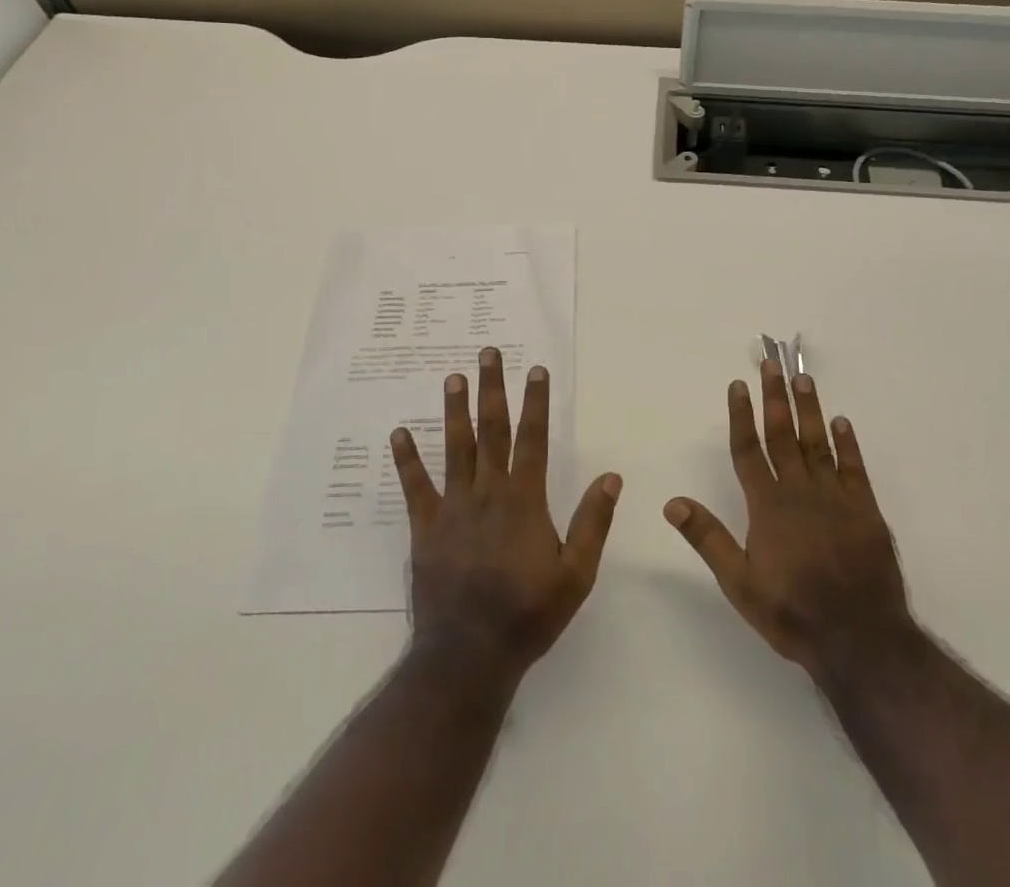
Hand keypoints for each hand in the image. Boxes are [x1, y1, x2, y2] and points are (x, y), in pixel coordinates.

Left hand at [391, 349, 620, 685]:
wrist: (468, 655)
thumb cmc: (528, 614)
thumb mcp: (576, 575)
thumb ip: (593, 522)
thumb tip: (611, 476)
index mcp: (524, 500)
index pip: (533, 439)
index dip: (536, 402)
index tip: (535, 369)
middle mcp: (488, 492)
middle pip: (491, 430)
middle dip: (492, 389)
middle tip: (487, 353)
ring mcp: (453, 507)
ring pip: (454, 448)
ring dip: (454, 410)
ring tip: (453, 377)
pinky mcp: (426, 527)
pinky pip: (415, 486)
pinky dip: (406, 460)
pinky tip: (397, 434)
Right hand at [665, 362, 914, 678]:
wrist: (861, 640)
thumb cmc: (793, 612)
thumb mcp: (740, 584)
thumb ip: (708, 539)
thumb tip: (672, 502)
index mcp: (767, 506)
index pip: (748, 450)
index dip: (741, 415)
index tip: (737, 385)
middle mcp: (799, 491)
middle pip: (782, 434)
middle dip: (774, 397)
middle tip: (769, 364)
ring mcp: (835, 497)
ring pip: (817, 442)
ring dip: (809, 409)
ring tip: (802, 378)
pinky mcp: (866, 509)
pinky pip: (854, 467)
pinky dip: (848, 443)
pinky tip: (842, 422)